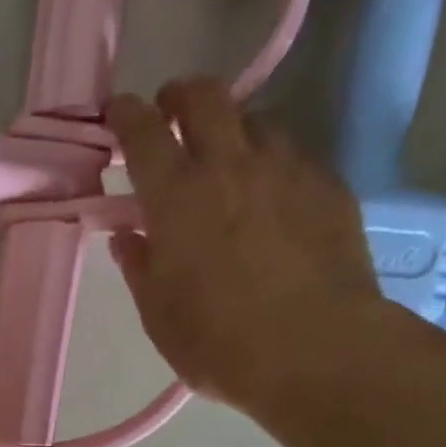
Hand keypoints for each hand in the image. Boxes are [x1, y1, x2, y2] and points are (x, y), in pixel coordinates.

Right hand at [107, 79, 384, 405]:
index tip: (118, 112)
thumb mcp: (159, 316)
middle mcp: (231, 165)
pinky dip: (271, 163)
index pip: (144, 133)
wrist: (316, 351)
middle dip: (181, 96)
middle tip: (171, 113)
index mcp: (177, 198)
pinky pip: (292, 155)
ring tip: (226, 160)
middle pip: (205, 97)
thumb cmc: (220, 344)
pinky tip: (271, 196)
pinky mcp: (328, 185)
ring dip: (231, 129)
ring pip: (254, 121)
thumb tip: (127, 235)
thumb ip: (140, 267)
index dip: (126, 115)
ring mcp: (286, 168)